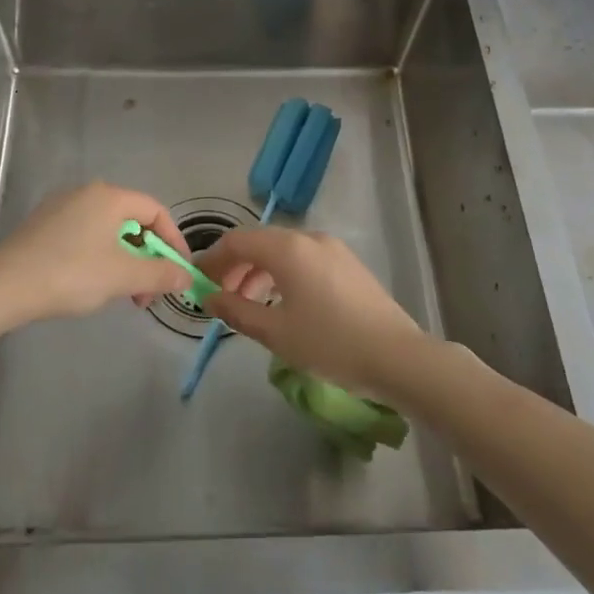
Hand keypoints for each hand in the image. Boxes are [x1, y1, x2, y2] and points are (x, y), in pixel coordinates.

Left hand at [0, 182, 191, 326]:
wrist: (3, 286)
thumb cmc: (70, 274)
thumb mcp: (122, 277)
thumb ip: (159, 274)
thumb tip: (186, 277)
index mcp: (110, 196)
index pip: (156, 211)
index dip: (173, 241)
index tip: (179, 272)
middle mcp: (87, 192)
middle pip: (132, 221)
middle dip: (147, 258)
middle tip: (147, 293)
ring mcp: (61, 207)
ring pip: (108, 231)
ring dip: (124, 261)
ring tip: (122, 295)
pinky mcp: (43, 225)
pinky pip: (85, 235)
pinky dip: (100, 257)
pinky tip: (92, 284)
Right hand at [196, 228, 428, 395]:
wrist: (396, 356)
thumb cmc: (330, 343)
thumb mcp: (276, 332)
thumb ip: (237, 310)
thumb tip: (209, 297)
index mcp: (287, 248)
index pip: (237, 240)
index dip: (213, 259)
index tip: (197, 282)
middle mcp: (309, 237)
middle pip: (260, 242)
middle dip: (235, 267)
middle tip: (220, 298)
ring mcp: (332, 248)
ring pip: (283, 251)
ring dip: (259, 272)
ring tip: (249, 305)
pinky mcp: (347, 263)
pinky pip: (304, 259)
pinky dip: (283, 274)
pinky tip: (282, 304)